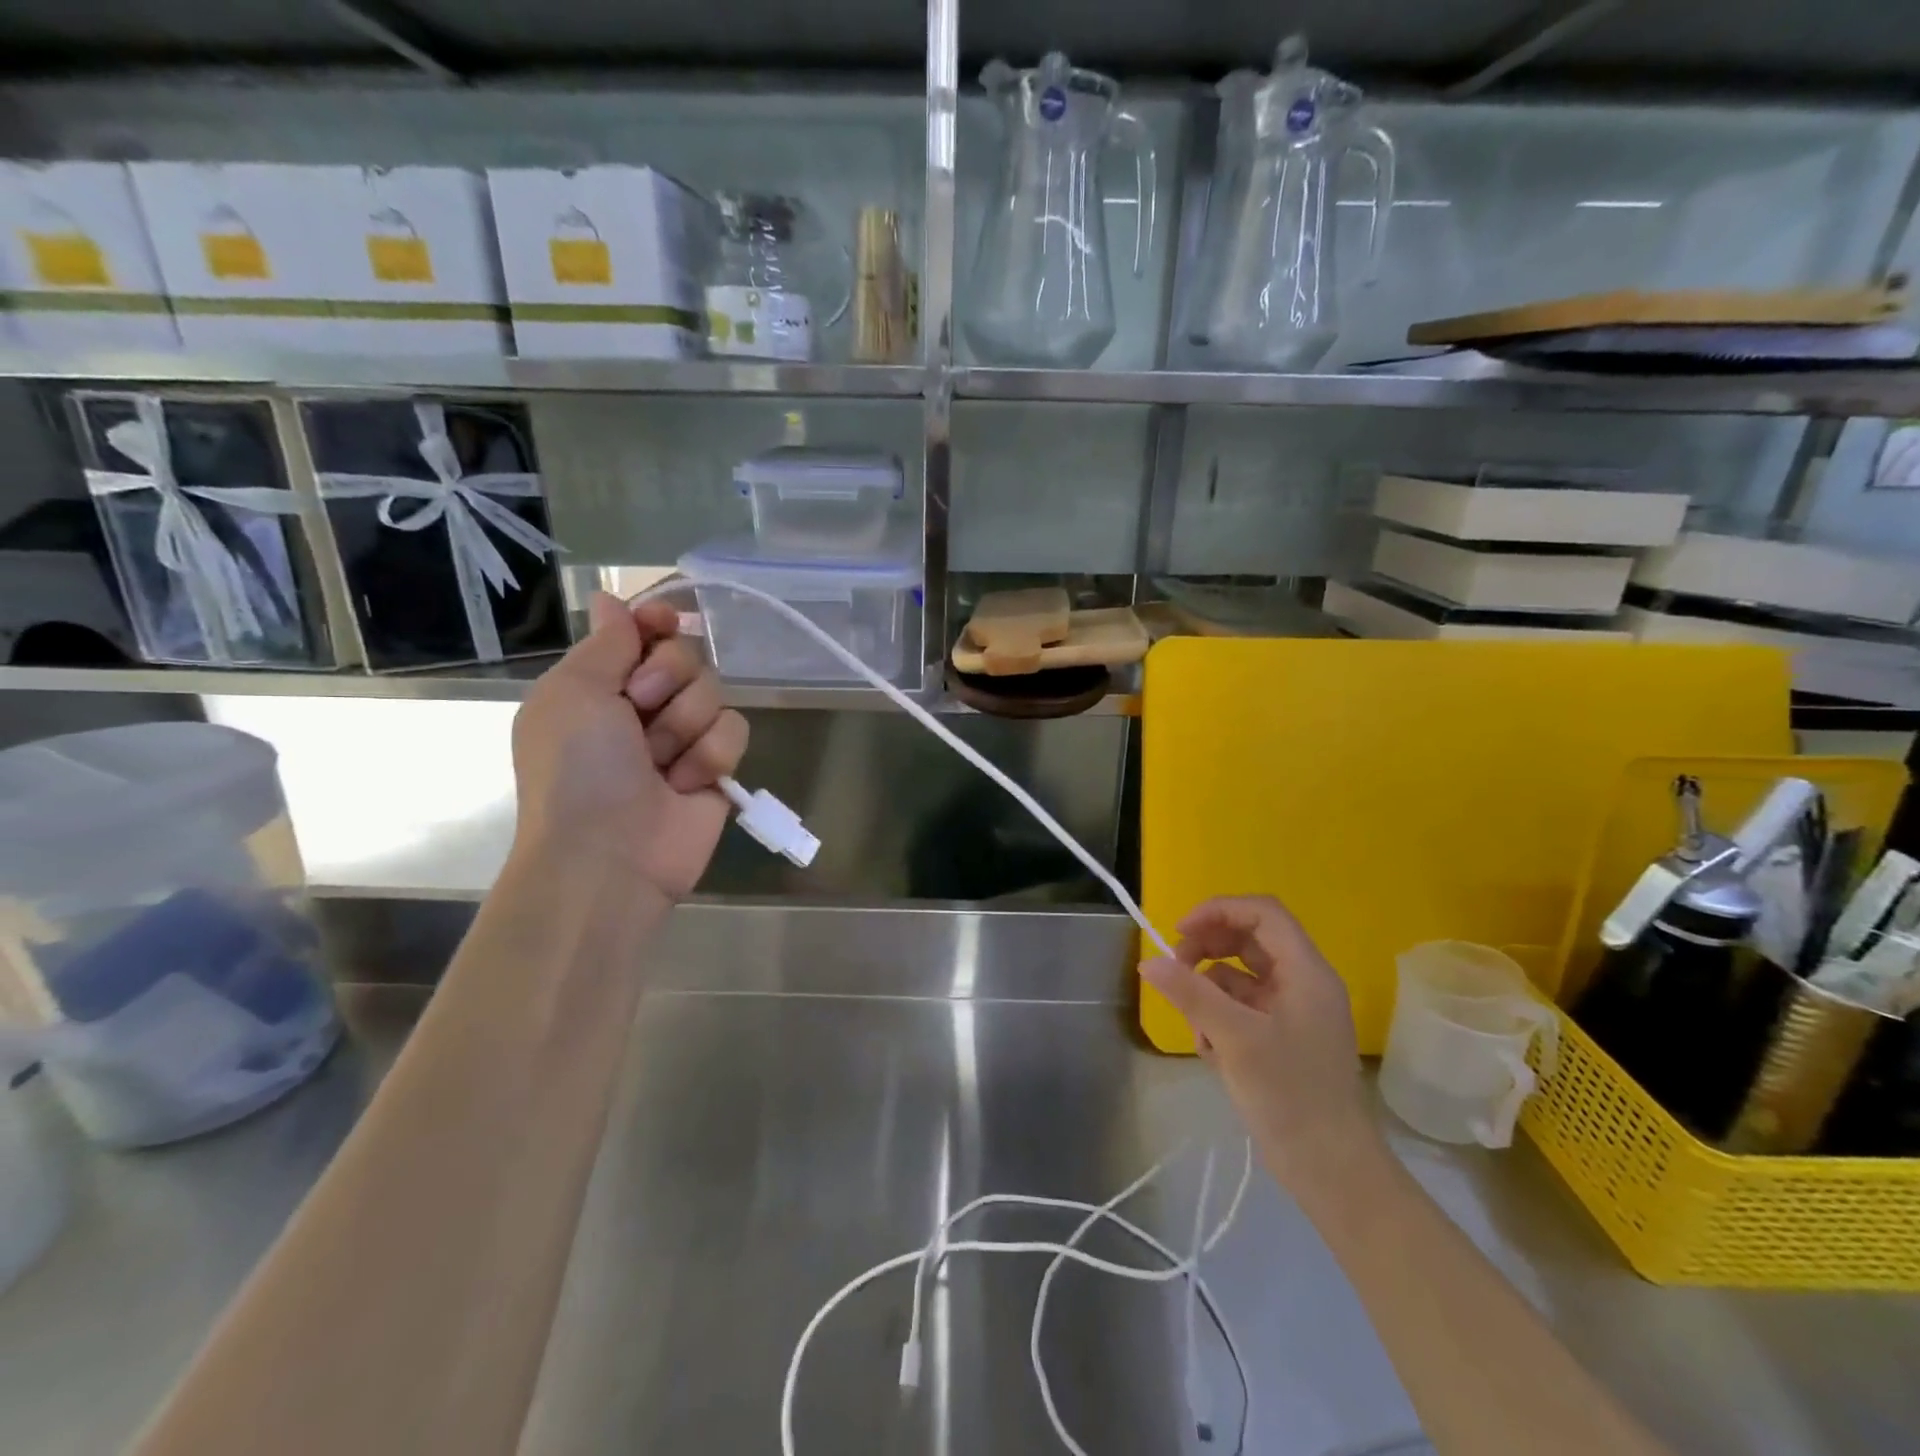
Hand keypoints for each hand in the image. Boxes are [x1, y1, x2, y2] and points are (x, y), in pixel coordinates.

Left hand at [511, 592, 747, 898]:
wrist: (609, 855)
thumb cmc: (578, 769)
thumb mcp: (574, 692)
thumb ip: (605, 643)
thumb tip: (611, 599)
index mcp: (598, 686)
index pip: (641, 632)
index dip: (656, 622)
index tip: (663, 623)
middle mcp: (641, 707)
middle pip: (685, 655)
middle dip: (666, 679)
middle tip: (639, 710)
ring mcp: (682, 738)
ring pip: (714, 691)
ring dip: (685, 724)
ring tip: (661, 763)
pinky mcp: (716, 766)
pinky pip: (736, 729)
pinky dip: (711, 754)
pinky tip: (687, 784)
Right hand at [1141, 896, 1377, 1185]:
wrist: (1332, 1172)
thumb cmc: (1291, 1096)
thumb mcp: (1235, 1038)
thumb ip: (1190, 993)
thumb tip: (1148, 962)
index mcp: (1306, 971)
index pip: (1262, 913)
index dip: (1218, 911)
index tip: (1179, 932)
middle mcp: (1302, 983)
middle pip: (1248, 940)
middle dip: (1207, 949)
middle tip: (1174, 970)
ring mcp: (1293, 1012)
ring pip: (1240, 976)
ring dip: (1209, 990)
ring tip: (1195, 1025)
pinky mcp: (1281, 1038)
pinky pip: (1242, 1008)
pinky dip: (1218, 1018)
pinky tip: (1209, 1050)